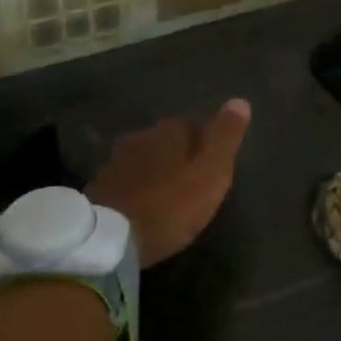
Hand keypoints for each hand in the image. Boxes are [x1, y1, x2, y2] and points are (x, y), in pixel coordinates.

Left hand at [85, 99, 251, 267]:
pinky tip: (145, 205)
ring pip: (146, 158)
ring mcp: (116, 161)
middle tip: (195, 181)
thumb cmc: (170, 205)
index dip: (207, 143)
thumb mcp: (210, 173)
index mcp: (170, 131)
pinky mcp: (100, 185)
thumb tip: (240, 101)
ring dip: (158, 171)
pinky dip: (139, 187)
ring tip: (170, 194)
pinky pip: (128, 180)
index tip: (215, 164)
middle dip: (181, 155)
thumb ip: (225, 138)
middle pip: (168, 140)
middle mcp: (141, 137)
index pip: (195, 124)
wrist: (109, 238)